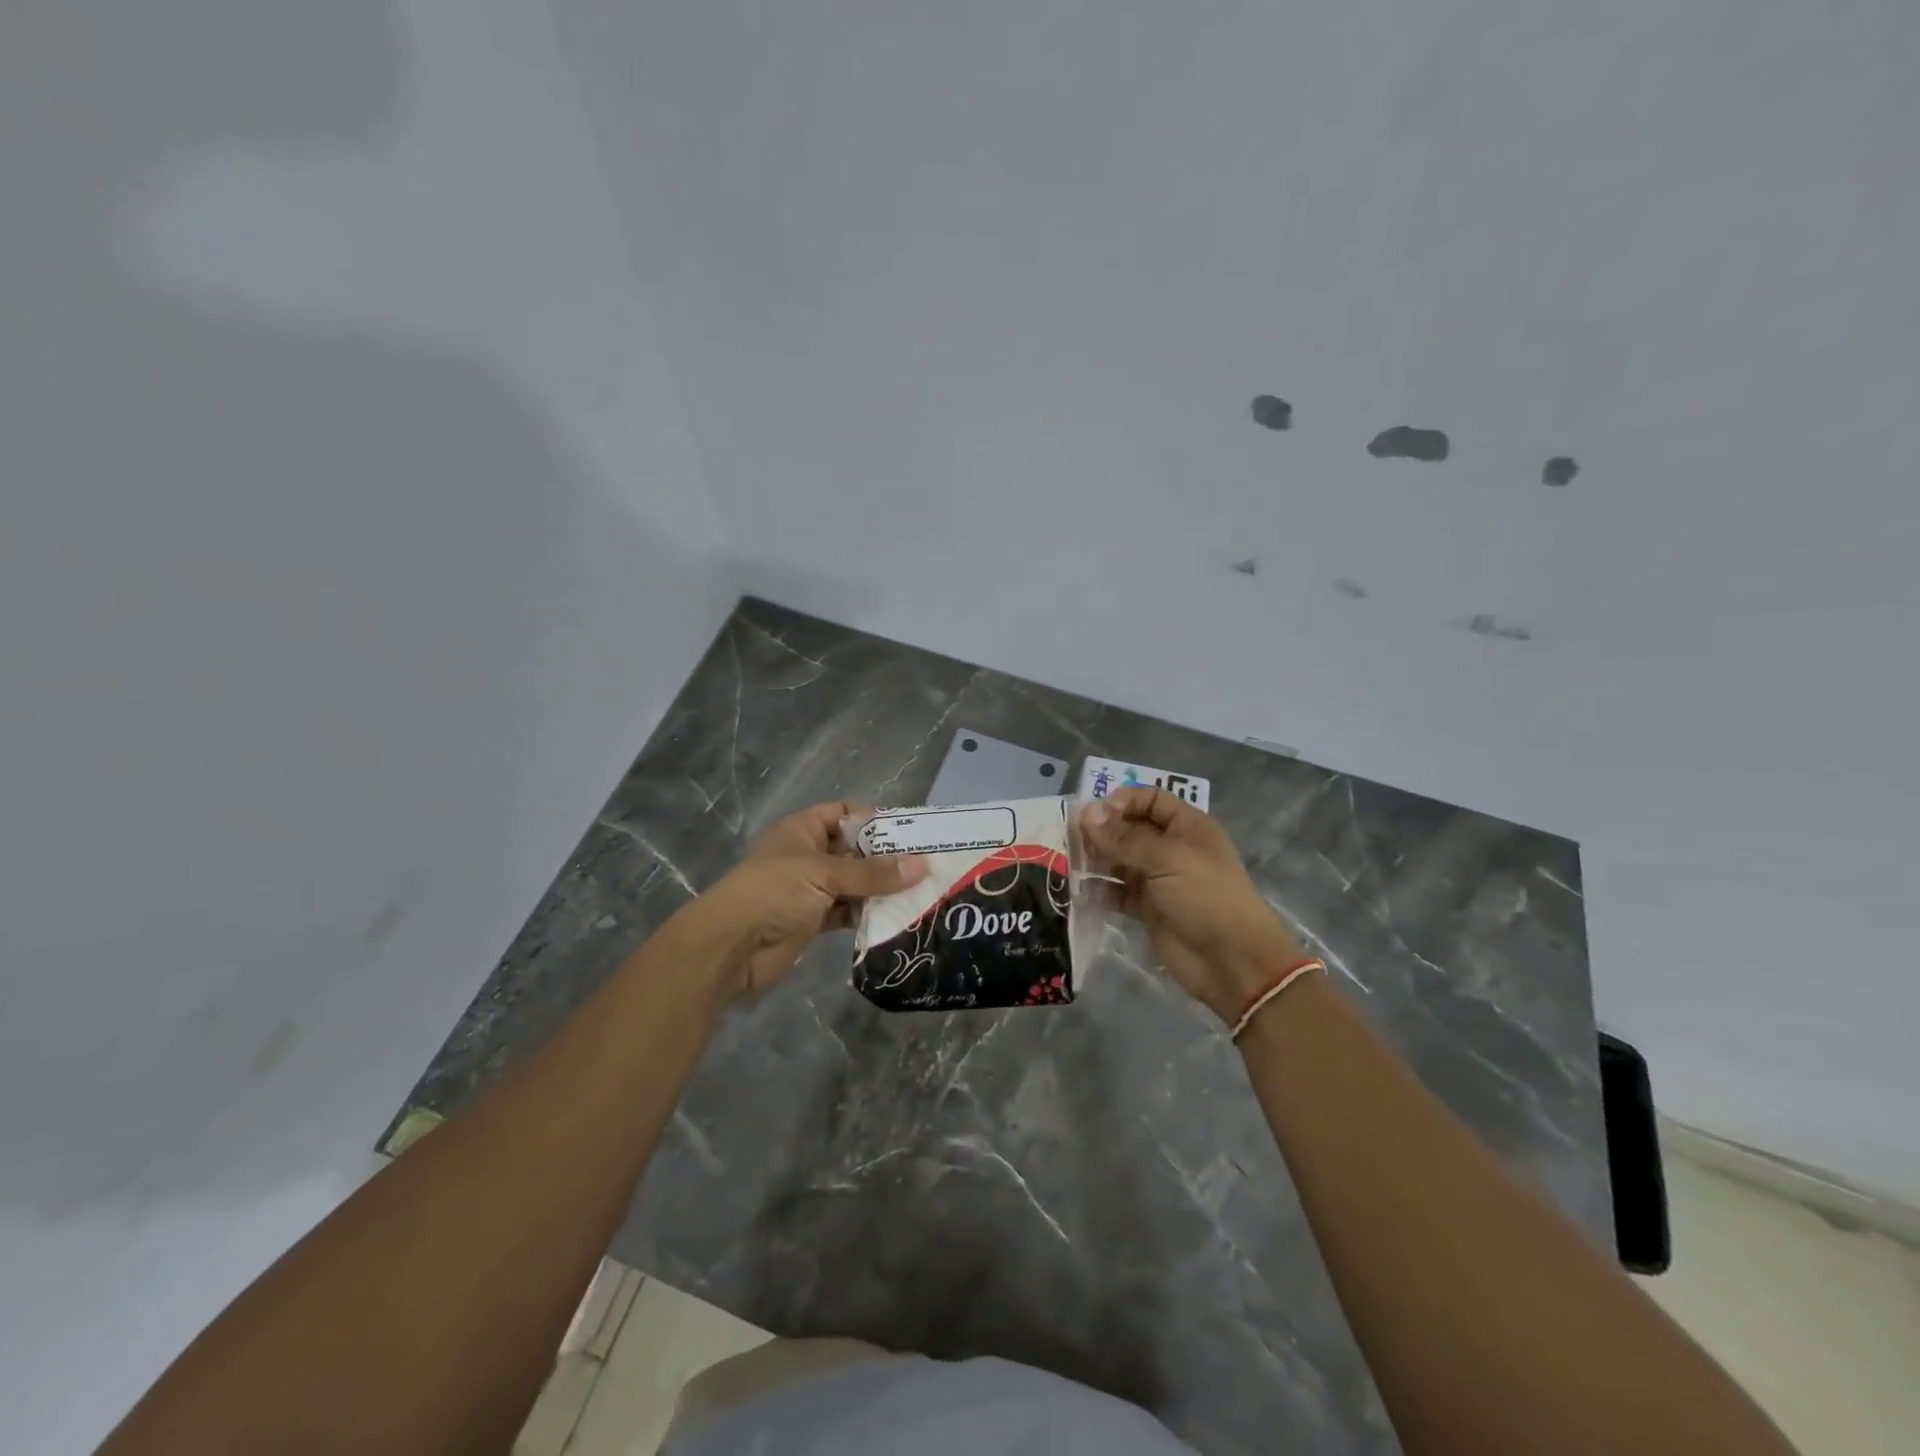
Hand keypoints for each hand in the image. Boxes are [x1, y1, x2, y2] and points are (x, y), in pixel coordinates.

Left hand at [672, 800, 927, 1005]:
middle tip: (926, 865)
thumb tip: (922, 866)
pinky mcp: (812, 921)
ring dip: (880, 889)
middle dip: (885, 858)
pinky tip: (897, 918)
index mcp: (803, 830)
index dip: (872, 818)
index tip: (908, 832)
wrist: (730, 947)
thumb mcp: (824, 874)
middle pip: (853, 850)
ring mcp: (810, 889)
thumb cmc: (774, 893)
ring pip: (853, 884)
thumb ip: (872, 873)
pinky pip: (847, 912)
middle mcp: (808, 855)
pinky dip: (867, 915)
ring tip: (921, 893)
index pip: (842, 812)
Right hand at [1082, 787, 1305, 1023]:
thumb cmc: (1206, 896)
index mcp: (1187, 827)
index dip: (1122, 801)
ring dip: (1097, 859)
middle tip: (1070, 837)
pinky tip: (1079, 889)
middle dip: (1102, 830)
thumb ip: (1124, 837)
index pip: (1150, 799)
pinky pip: (1117, 892)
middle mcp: (1172, 848)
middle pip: (1130, 828)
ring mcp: (1159, 880)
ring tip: (1069, 862)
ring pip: (1120, 860)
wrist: (1231, 962)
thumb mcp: (1167, 859)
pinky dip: (1100, 890)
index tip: (1093, 813)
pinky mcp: (1148, 909)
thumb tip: (1086, 812)